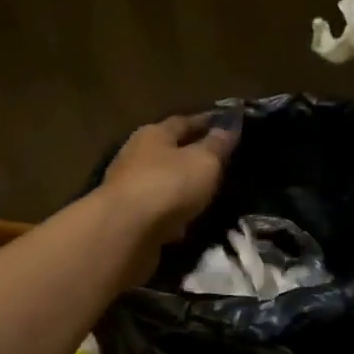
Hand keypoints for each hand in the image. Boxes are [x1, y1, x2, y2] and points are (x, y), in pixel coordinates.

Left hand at [100, 112, 238, 256]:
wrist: (126, 231)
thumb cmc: (168, 185)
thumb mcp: (204, 162)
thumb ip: (217, 146)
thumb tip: (227, 128)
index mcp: (154, 134)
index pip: (184, 121)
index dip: (206, 122)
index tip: (226, 125)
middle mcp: (136, 155)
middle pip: (168, 150)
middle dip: (190, 155)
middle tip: (217, 162)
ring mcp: (129, 187)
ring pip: (161, 182)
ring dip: (180, 186)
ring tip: (204, 194)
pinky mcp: (128, 217)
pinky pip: (157, 210)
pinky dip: (171, 213)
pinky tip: (185, 222)